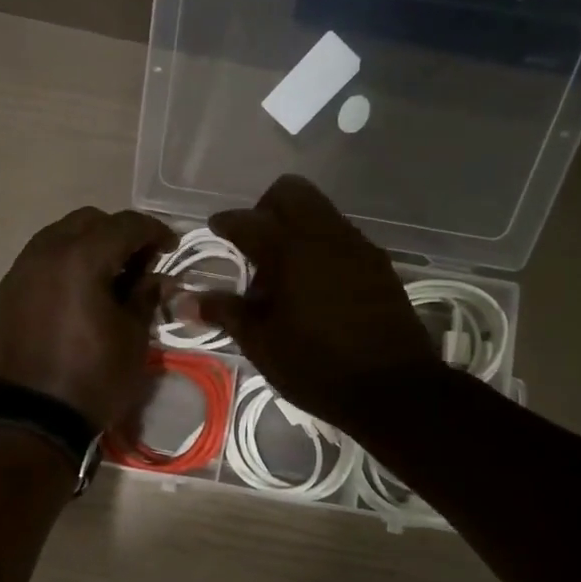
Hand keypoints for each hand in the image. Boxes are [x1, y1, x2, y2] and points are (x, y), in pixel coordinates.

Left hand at [0, 207, 176, 429]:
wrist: (36, 418)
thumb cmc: (94, 378)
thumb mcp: (134, 337)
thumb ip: (145, 296)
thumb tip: (156, 278)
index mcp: (81, 259)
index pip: (124, 225)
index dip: (154, 231)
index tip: (172, 247)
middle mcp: (46, 253)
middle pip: (89, 221)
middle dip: (119, 233)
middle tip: (141, 261)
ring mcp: (23, 269)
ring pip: (61, 234)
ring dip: (90, 243)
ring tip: (111, 273)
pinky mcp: (10, 290)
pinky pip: (43, 257)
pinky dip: (66, 260)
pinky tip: (82, 287)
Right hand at [193, 175, 440, 430]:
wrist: (394, 389)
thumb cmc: (317, 367)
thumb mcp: (262, 344)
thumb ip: (226, 312)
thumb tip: (186, 300)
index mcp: (290, 251)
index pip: (247, 220)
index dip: (225, 223)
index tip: (215, 229)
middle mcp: (324, 236)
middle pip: (290, 192)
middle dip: (265, 209)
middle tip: (253, 245)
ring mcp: (357, 246)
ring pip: (319, 212)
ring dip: (295, 227)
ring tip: (284, 274)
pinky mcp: (378, 264)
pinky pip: (341, 236)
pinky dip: (320, 247)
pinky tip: (315, 286)